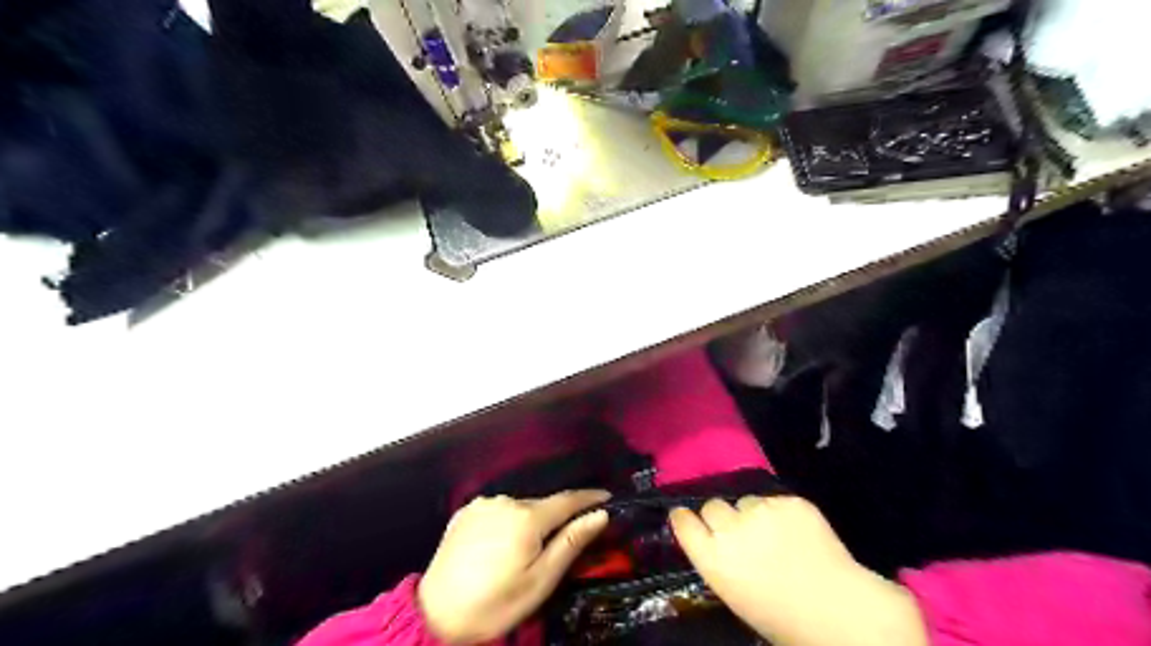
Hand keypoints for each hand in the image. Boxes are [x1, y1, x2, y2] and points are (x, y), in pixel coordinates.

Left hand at [416, 492, 609, 643]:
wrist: (436, 615)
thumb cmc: (496, 603)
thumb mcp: (540, 581)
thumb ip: (571, 543)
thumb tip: (600, 515)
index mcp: (527, 517)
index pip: (567, 499)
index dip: (589, 497)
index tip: (607, 497)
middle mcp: (505, 501)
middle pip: (542, 504)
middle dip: (556, 517)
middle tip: (565, 538)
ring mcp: (482, 504)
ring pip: (518, 507)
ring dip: (529, 520)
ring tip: (526, 549)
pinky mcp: (465, 512)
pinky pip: (497, 510)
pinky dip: (506, 521)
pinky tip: (500, 543)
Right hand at [671, 495, 928, 645]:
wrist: (839, 611)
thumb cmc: (782, 618)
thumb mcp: (735, 595)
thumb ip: (719, 562)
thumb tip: (716, 544)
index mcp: (712, 558)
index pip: (683, 521)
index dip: (685, 519)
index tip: (687, 519)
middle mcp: (730, 528)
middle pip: (712, 506)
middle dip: (721, 517)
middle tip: (739, 533)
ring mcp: (761, 510)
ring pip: (746, 500)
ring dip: (752, 513)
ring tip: (775, 534)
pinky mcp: (789, 501)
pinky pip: (775, 500)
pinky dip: (782, 513)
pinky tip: (797, 532)